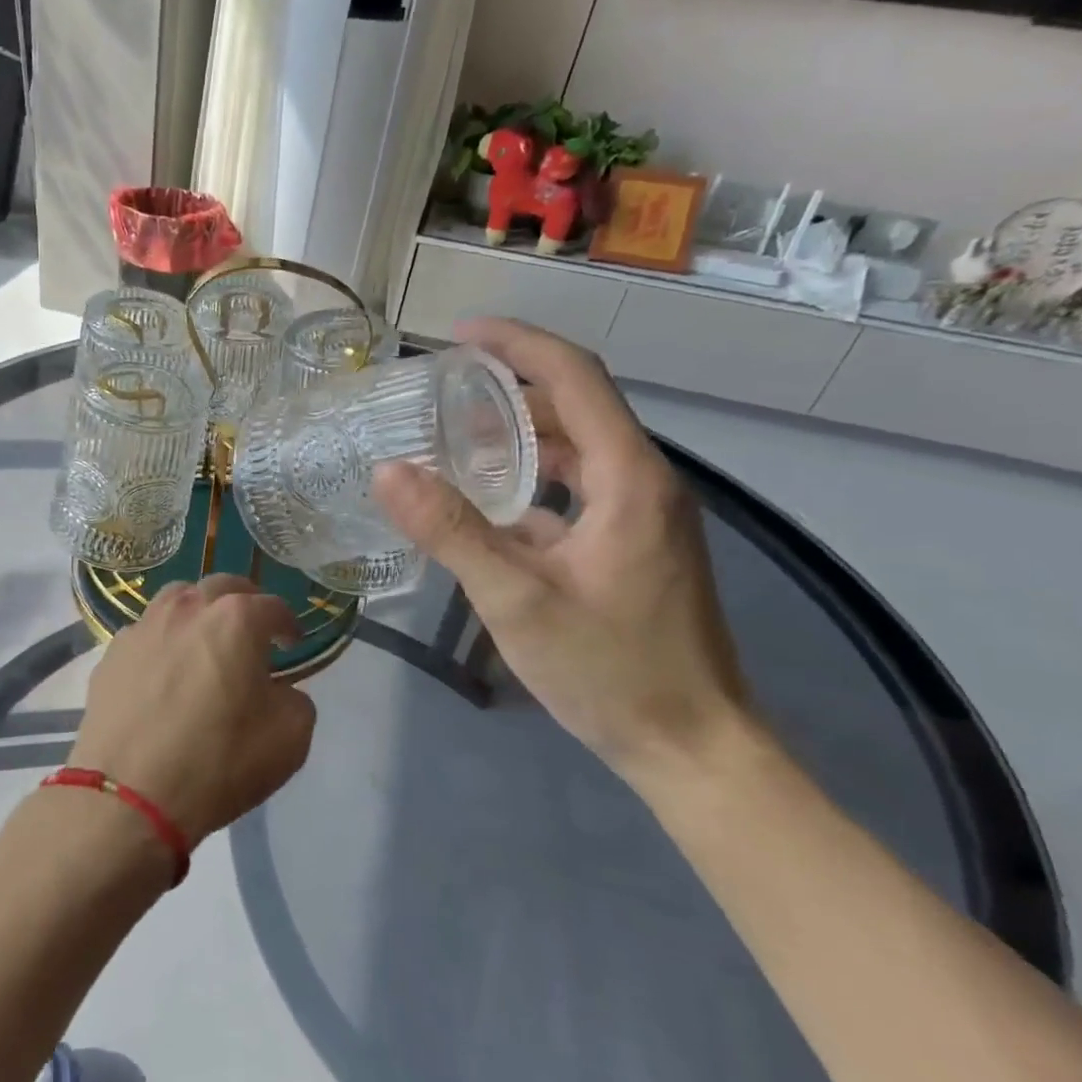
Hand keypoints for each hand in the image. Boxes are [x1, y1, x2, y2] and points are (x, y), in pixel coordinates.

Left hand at [69, 576, 316, 845]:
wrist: (129, 796)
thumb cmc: (218, 763)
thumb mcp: (289, 739)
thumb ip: (296, 700)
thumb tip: (279, 690)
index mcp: (236, 619)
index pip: (273, 606)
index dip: (288, 624)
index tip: (292, 642)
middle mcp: (187, 608)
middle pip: (222, 586)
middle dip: (244, 603)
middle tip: (251, 631)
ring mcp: (143, 626)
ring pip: (177, 598)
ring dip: (198, 611)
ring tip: (204, 640)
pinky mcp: (111, 652)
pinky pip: (146, 632)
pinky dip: (163, 640)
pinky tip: (164, 670)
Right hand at [372, 320, 754, 790]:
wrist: (693, 747)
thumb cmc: (611, 671)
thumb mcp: (517, 600)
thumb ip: (452, 532)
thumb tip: (388, 471)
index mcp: (628, 478)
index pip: (574, 378)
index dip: (517, 344)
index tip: (459, 333)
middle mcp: (643, 483)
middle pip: (575, 408)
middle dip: (508, 389)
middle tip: (440, 391)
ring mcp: (642, 517)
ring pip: (575, 452)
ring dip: (518, 437)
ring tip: (453, 438)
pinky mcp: (632, 547)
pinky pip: (575, 492)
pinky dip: (530, 483)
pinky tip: (486, 507)